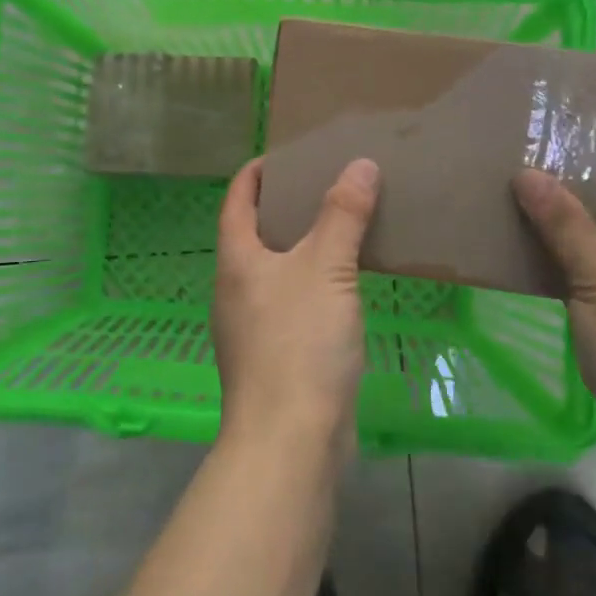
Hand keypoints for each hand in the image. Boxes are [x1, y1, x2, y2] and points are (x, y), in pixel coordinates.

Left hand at [213, 156, 378, 455]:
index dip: (256, 173)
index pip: (237, 199)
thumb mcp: (326, 268)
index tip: (283, 154)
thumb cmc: (299, 343)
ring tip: (341, 227)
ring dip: (302, 246)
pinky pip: (292, 302)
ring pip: (276, 270)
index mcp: (236, 260)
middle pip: (255, 233)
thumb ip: (342, 214)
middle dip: (284, 206)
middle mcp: (235, 289)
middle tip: (325, 184)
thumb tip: (360, 163)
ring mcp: (251, 327)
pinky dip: (313, 282)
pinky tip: (345, 285)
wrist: (290, 441)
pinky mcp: (274, 357)